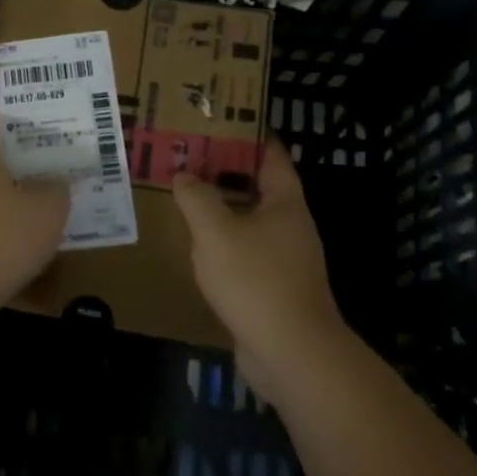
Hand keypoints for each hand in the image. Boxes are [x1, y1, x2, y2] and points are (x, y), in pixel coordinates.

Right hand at [171, 139, 343, 401]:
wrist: (291, 353)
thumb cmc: (255, 279)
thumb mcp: (215, 231)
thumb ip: (197, 197)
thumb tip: (185, 174)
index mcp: (285, 202)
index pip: (271, 155)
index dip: (249, 135)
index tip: (219, 122)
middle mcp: (291, 226)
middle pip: (260, 187)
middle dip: (227, 171)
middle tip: (190, 158)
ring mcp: (287, 259)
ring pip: (252, 221)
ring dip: (224, 209)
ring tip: (187, 197)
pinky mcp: (276, 288)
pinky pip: (247, 252)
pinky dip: (225, 242)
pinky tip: (198, 246)